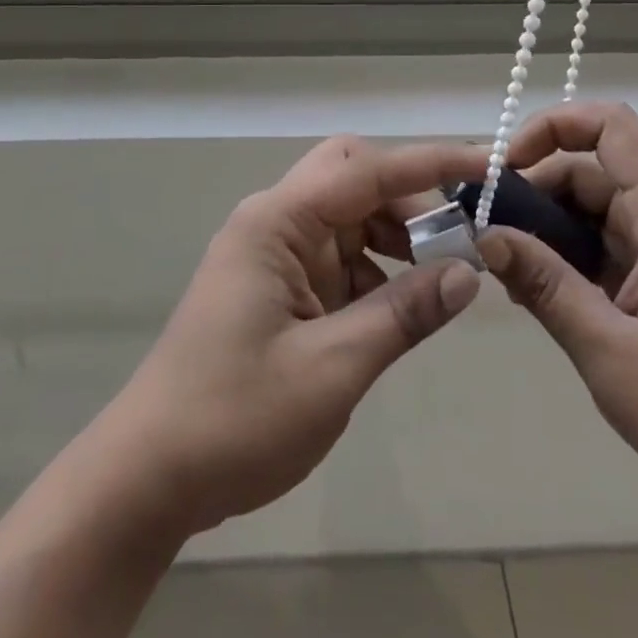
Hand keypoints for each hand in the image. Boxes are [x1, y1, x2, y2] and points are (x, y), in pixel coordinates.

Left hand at [94, 136, 486, 536]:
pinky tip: (400, 305)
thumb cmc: (235, 418)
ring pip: (347, 214)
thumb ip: (402, 313)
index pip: (365, 170)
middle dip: (408, 197)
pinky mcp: (276, 285)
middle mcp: (274, 222)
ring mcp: (272, 253)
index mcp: (277, 222)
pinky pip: (336, 255)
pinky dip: (374, 268)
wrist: (150, 474)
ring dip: (394, 234)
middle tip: (458, 242)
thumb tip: (468, 271)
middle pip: (351, 175)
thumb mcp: (332, 369)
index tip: (487, 167)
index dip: (430, 163)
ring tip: (441, 277)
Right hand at [476, 101, 637, 537]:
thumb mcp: (613, 354)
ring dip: (551, 230)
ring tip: (511, 274)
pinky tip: (545, 294)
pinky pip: (614, 243)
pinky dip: (574, 256)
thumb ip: (546, 286)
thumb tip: (486, 236)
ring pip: (599, 208)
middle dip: (536, 191)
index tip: (505, 170)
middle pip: (593, 169)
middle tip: (490, 237)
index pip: (609, 126)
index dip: (550, 127)